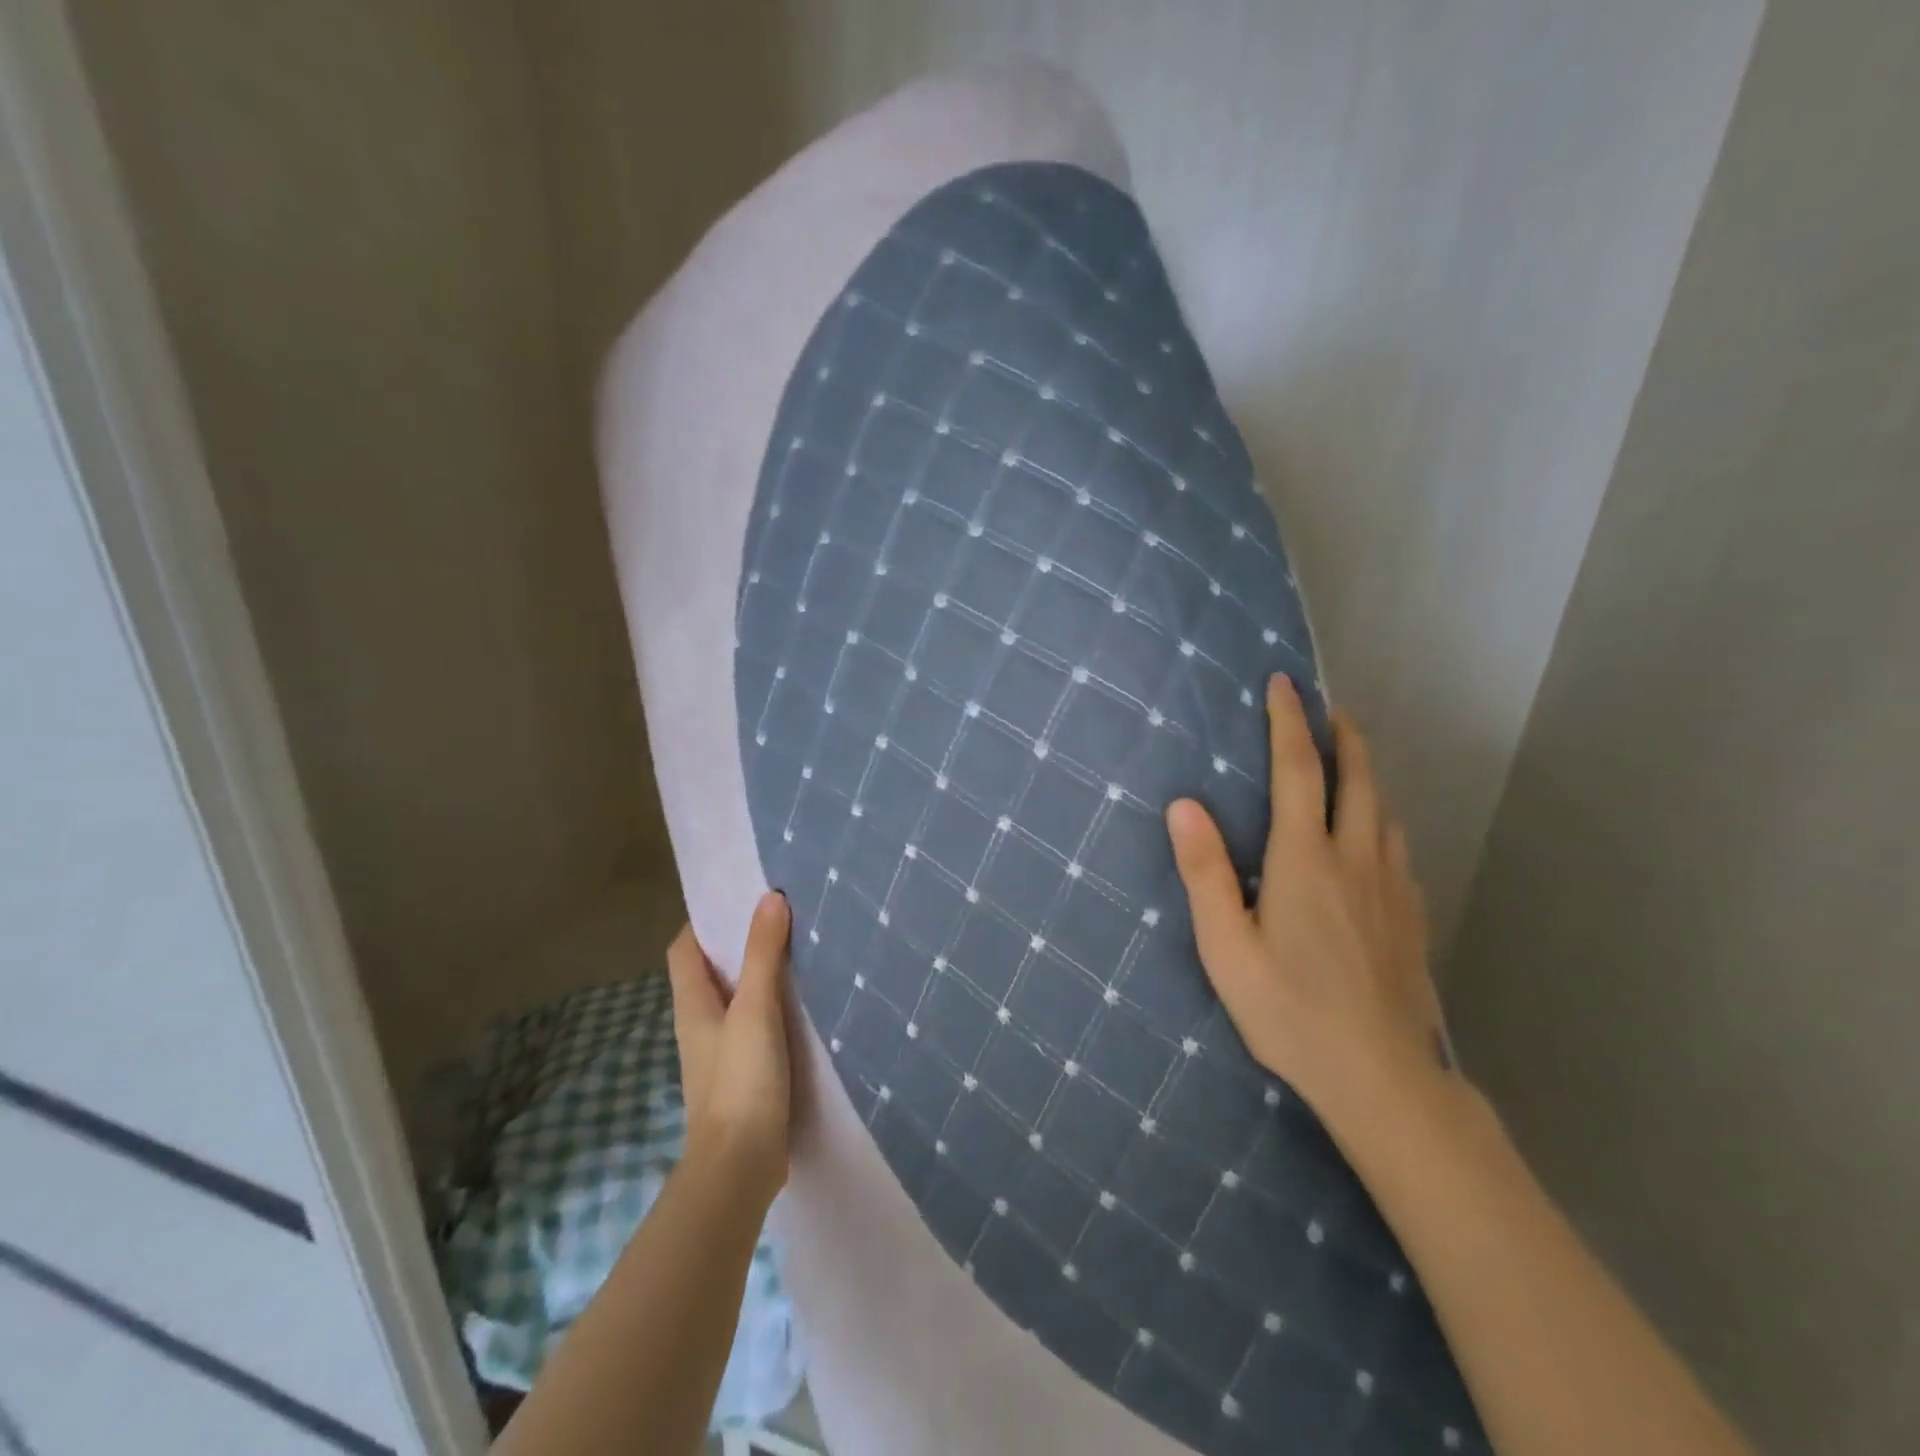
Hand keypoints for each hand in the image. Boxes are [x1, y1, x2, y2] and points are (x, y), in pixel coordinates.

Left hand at [665, 893, 793, 1205]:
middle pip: (711, 971)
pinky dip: (772, 1006)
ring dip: (757, 974)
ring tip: (796, 950)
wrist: (740, 1165)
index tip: (740, 897)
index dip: (705, 920)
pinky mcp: (742, 1074)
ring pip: (735, 998)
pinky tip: (802, 1003)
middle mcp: (700, 1023)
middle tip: (778, 916)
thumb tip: (770, 898)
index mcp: (692, 1004)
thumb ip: (762, 954)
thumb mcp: (755, 1010)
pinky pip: (754, 1024)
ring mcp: (720, 1051)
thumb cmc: (740, 1080)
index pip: (685, 948)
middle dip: (738, 942)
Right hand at [1166, 676, 1448, 1132]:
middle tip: (1331, 709)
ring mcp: (1393, 888)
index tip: (1284, 684)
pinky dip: (1382, 821)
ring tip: (1352, 762)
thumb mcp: (1227, 947)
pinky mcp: (1412, 917)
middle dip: (1343, 736)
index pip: (1298, 771)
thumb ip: (1205, 872)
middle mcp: (1356, 859)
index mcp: (1305, 860)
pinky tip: (1375, 839)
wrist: (1383, 1078)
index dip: (1289, 722)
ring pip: (1384, 811)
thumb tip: (1183, 803)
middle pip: (1358, 779)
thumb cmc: (1290, 1011)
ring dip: (1367, 775)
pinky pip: (1398, 849)